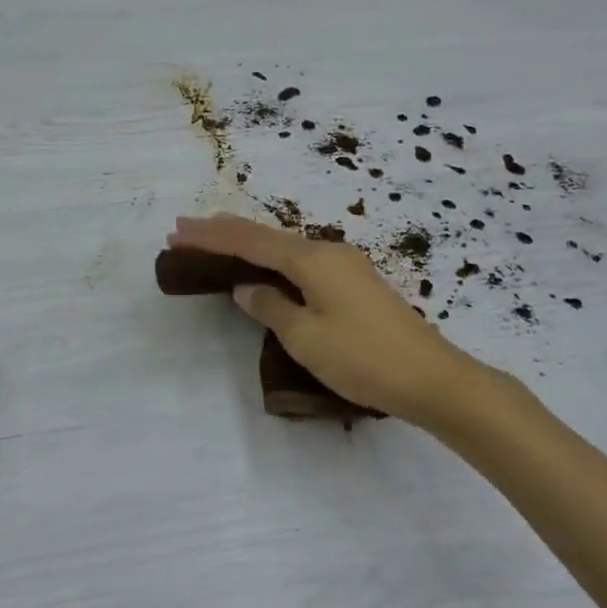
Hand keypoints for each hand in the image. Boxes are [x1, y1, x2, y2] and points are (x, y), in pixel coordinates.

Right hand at [168, 215, 482, 427]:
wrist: (430, 377)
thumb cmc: (363, 358)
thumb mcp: (306, 337)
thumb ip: (271, 307)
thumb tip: (246, 287)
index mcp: (312, 259)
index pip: (250, 241)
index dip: (211, 236)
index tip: (176, 232)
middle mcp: (329, 252)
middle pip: (267, 236)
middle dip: (225, 233)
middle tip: (186, 230)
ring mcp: (347, 266)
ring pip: (286, 248)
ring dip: (250, 245)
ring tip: (217, 241)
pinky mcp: (357, 284)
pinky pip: (303, 263)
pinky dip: (274, 260)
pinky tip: (266, 267)